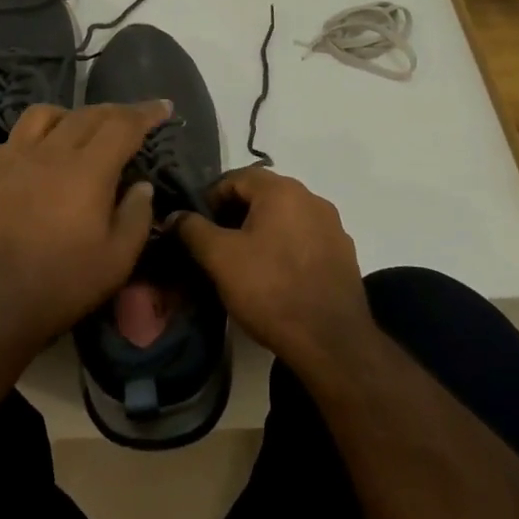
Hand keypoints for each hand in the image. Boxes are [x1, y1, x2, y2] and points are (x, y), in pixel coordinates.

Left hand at [0, 100, 168, 357]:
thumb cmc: (59, 285)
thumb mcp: (116, 261)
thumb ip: (136, 216)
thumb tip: (141, 185)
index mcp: (87, 170)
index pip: (123, 125)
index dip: (146, 113)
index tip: (164, 106)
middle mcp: (51, 152)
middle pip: (88, 114)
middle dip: (117, 111)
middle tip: (134, 118)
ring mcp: (14, 157)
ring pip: (46, 113)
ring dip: (73, 114)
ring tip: (83, 130)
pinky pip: (17, 135)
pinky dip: (39, 134)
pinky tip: (42, 154)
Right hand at [172, 167, 373, 372]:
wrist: (331, 342)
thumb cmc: (270, 290)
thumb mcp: (220, 258)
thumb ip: (193, 230)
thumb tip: (175, 215)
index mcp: (283, 190)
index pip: (237, 177)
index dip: (210, 197)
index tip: (196, 226)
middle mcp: (312, 198)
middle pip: (263, 195)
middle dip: (235, 214)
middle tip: (215, 245)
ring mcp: (332, 226)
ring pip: (285, 217)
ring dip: (261, 231)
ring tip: (243, 263)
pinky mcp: (343, 254)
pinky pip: (305, 239)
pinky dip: (285, 248)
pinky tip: (275, 277)